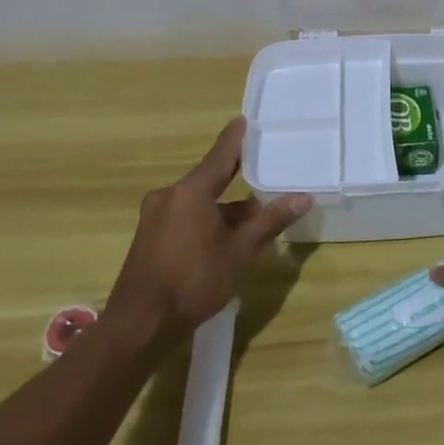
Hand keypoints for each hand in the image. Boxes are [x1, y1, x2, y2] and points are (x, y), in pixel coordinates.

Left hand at [105, 117, 310, 341]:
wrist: (140, 324)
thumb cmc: (194, 281)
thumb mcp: (240, 251)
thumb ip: (270, 221)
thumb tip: (303, 197)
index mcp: (190, 191)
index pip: (220, 156)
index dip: (235, 138)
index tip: (245, 120)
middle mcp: (169, 196)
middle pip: (209, 180)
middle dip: (236, 180)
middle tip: (263, 171)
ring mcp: (155, 217)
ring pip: (198, 202)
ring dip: (224, 207)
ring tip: (254, 217)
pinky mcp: (150, 238)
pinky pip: (185, 217)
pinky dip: (207, 220)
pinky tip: (226, 238)